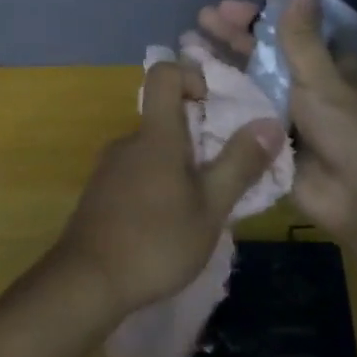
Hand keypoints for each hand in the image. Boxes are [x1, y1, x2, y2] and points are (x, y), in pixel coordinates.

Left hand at [51, 60, 285, 318]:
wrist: (86, 283)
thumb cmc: (155, 241)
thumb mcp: (211, 207)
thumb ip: (240, 163)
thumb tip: (271, 122)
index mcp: (155, 135)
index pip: (164, 73)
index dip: (191, 76)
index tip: (214, 106)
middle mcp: (128, 141)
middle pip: (164, 117)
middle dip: (198, 136)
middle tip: (221, 175)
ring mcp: (109, 168)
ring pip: (152, 150)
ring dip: (178, 167)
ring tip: (199, 208)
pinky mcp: (100, 194)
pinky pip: (136, 174)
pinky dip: (158, 186)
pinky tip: (168, 226)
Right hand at [197, 0, 356, 236]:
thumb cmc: (349, 130)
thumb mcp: (323, 77)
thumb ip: (302, 36)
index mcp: (326, 65)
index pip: (286, 31)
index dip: (255, 18)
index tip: (224, 9)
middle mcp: (304, 86)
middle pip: (261, 56)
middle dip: (229, 40)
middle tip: (195, 25)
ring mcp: (284, 116)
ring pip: (247, 85)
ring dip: (219, 68)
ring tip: (184, 50)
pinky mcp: (268, 143)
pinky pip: (240, 118)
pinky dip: (217, 103)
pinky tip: (189, 91)